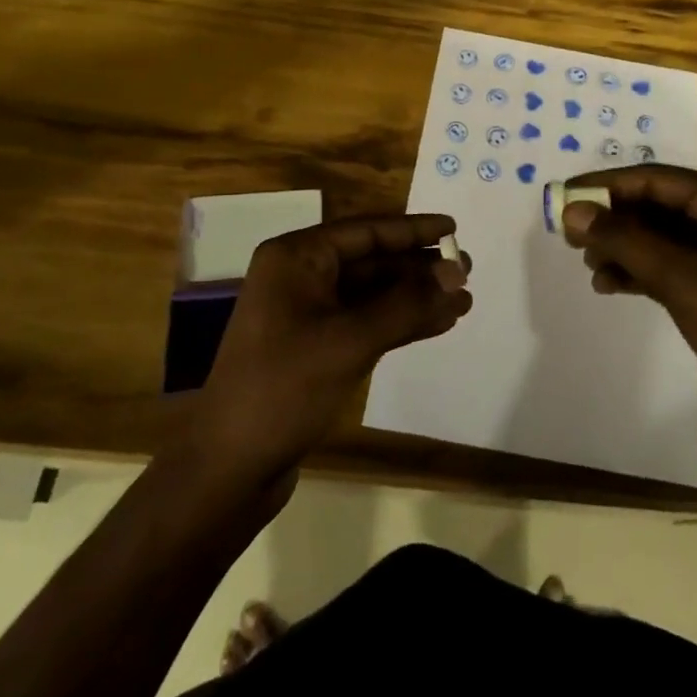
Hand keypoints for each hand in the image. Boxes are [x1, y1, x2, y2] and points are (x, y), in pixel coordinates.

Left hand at [189, 215, 471, 489]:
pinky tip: (438, 324)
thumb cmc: (284, 388)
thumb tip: (457, 271)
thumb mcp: (350, 340)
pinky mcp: (316, 348)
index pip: (365, 230)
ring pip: (373, 294)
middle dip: (419, 267)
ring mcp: (307, 314)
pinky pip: (366, 322)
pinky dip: (400, 323)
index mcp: (296, 258)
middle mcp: (300, 277)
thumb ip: (407, 304)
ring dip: (416, 298)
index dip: (412, 229)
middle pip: (371, 261)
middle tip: (467, 268)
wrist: (229, 468)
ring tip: (464, 300)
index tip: (453, 227)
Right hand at [560, 166, 696, 442]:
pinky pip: (669, 265)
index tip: (563, 197)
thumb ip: (624, 240)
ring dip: (623, 246)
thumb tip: (572, 210)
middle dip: (613, 218)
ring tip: (590, 266)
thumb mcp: (681, 279)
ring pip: (660, 236)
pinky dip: (639, 270)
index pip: (656, 178)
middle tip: (570, 237)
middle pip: (656, 204)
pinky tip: (609, 285)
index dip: (607, 185)